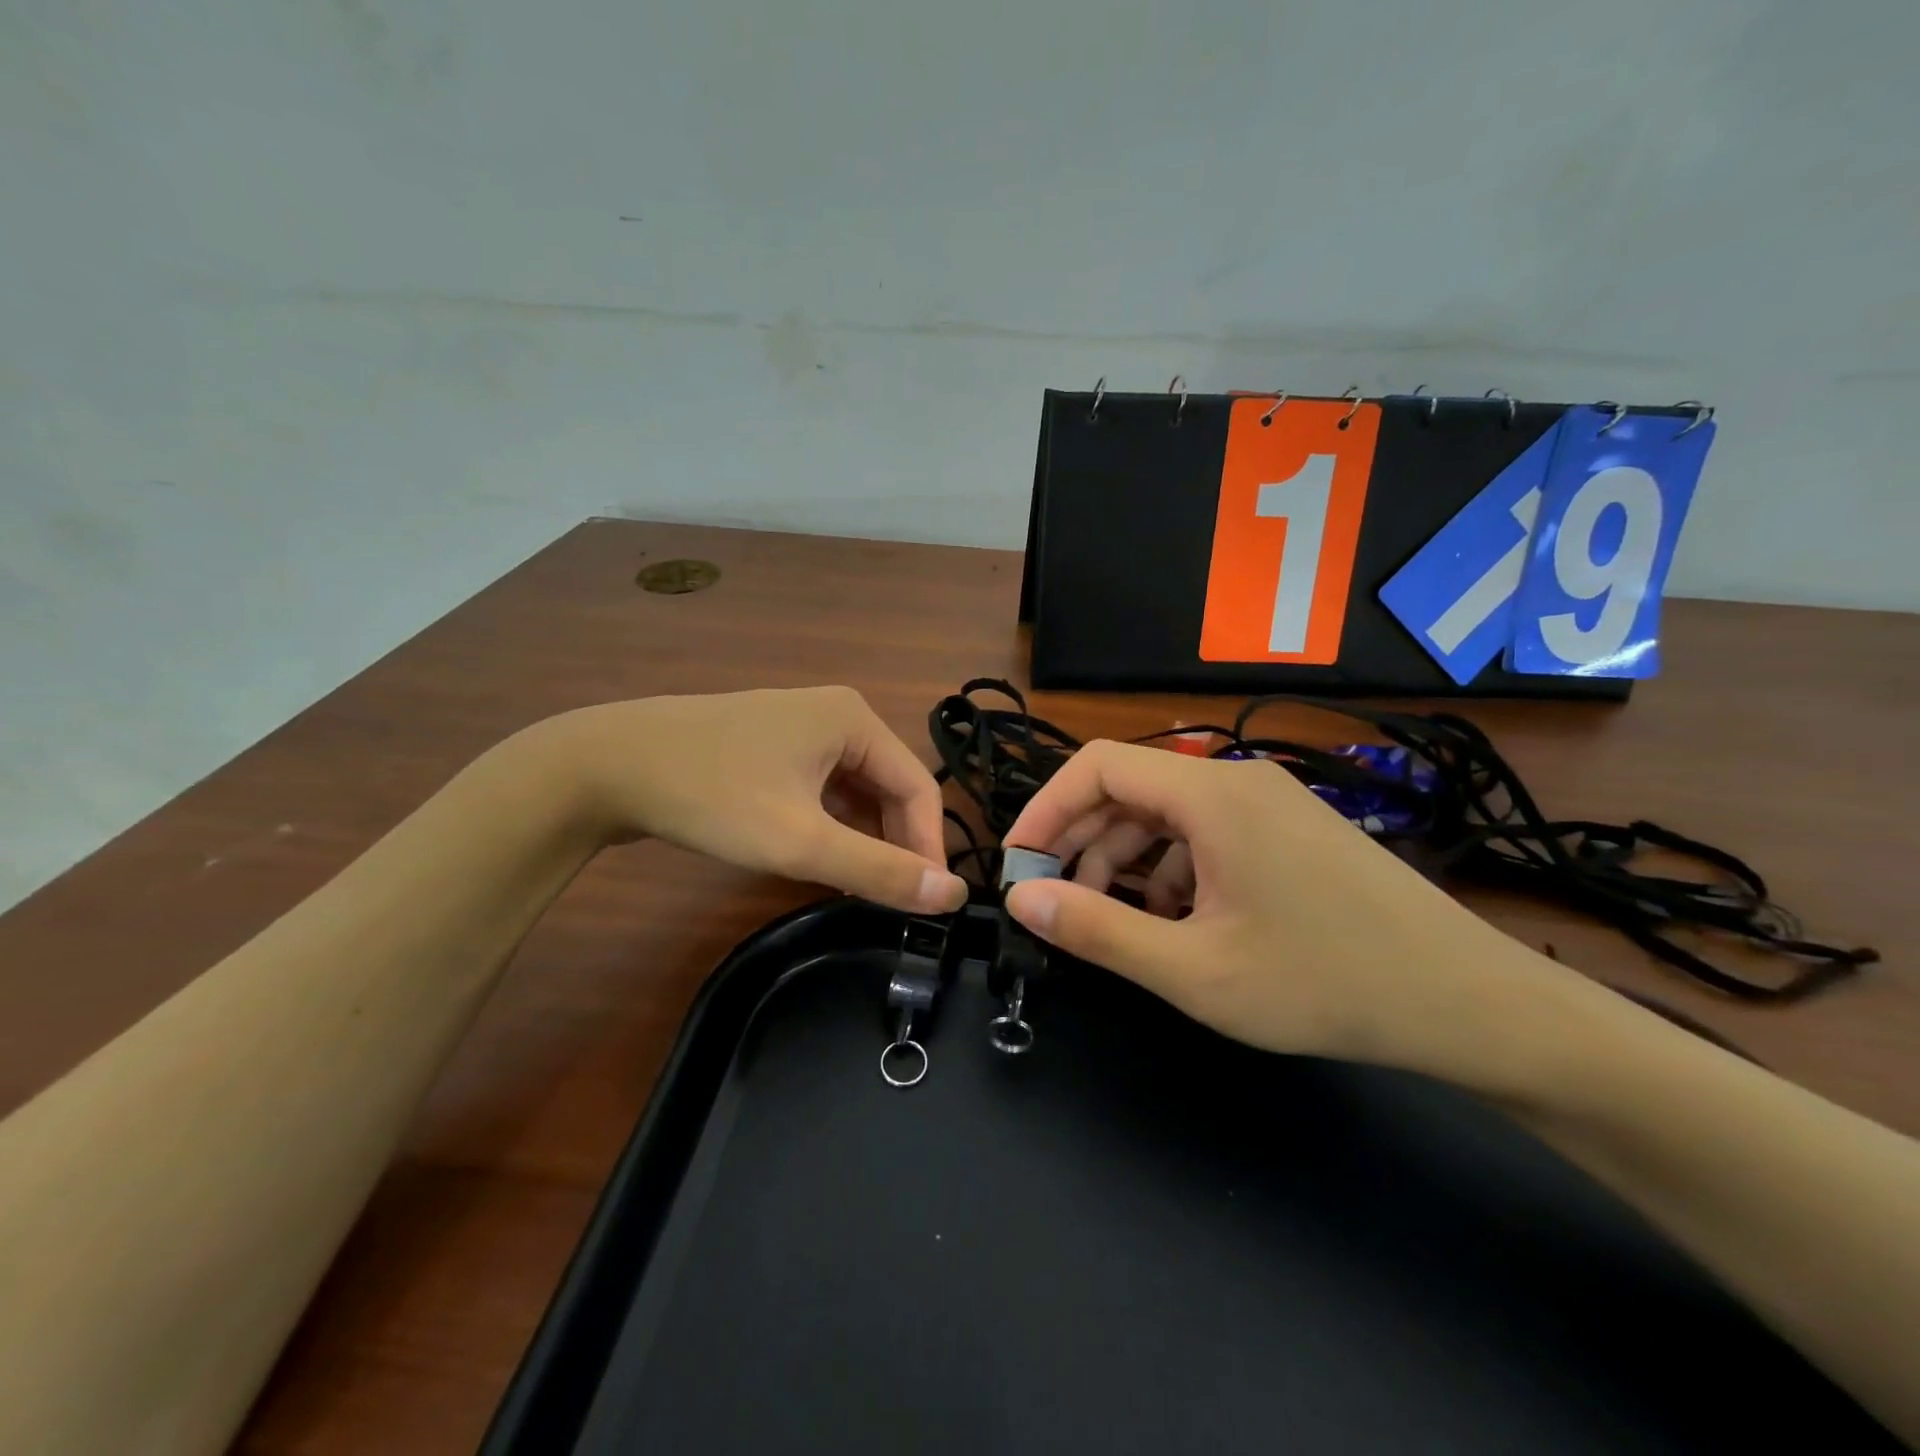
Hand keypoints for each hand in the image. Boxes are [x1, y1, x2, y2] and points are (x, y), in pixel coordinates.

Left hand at [526, 687, 968, 913]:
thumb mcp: (799, 841)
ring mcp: (802, 726)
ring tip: (858, 885)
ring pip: (856, 789)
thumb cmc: (711, 797)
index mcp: (855, 720)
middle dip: (894, 843)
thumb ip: (878, 869)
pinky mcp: (774, 743)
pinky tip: (821, 855)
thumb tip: (952, 893)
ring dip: (864, 837)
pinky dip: (832, 823)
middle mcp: (838, 713)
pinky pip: (825, 786)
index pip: (920, 788)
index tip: (926, 904)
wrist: (606, 765)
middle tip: (889, 900)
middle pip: (890, 786)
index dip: (928, 848)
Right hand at [1000, 740, 1541, 1073]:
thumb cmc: (1322, 983)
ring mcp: (1269, 803)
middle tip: (1056, 904)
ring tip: (1115, 923)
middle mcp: (1237, 780)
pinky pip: (1206, 834)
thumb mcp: (1192, 968)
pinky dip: (1172, 870)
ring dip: (1125, 862)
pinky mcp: (1289, 831)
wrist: (1467, 1004)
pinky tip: (1178, 924)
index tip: (1019, 866)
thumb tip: (1021, 899)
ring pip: (1166, 814)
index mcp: (1211, 793)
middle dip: (1081, 843)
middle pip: (1130, 788)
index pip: (1097, 766)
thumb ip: (1095, 930)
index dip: (1045, 810)